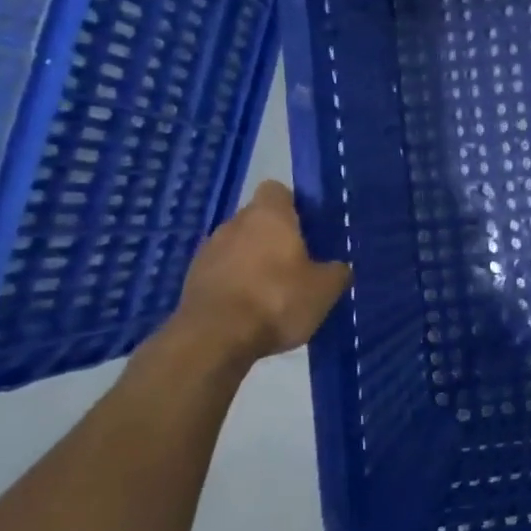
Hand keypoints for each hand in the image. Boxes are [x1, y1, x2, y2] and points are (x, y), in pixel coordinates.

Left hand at [173, 181, 350, 364]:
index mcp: (269, 215)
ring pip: (238, 246)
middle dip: (274, 237)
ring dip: (252, 261)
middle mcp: (234, 224)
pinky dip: (234, 284)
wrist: (213, 339)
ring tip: (272, 292)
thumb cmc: (276, 300)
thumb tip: (338, 267)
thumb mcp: (325, 289)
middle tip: (298, 264)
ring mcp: (208, 251)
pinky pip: (221, 272)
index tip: (307, 228)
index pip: (277, 190)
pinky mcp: (191, 280)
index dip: (293, 205)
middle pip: (257, 220)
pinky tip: (249, 310)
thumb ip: (336, 271)